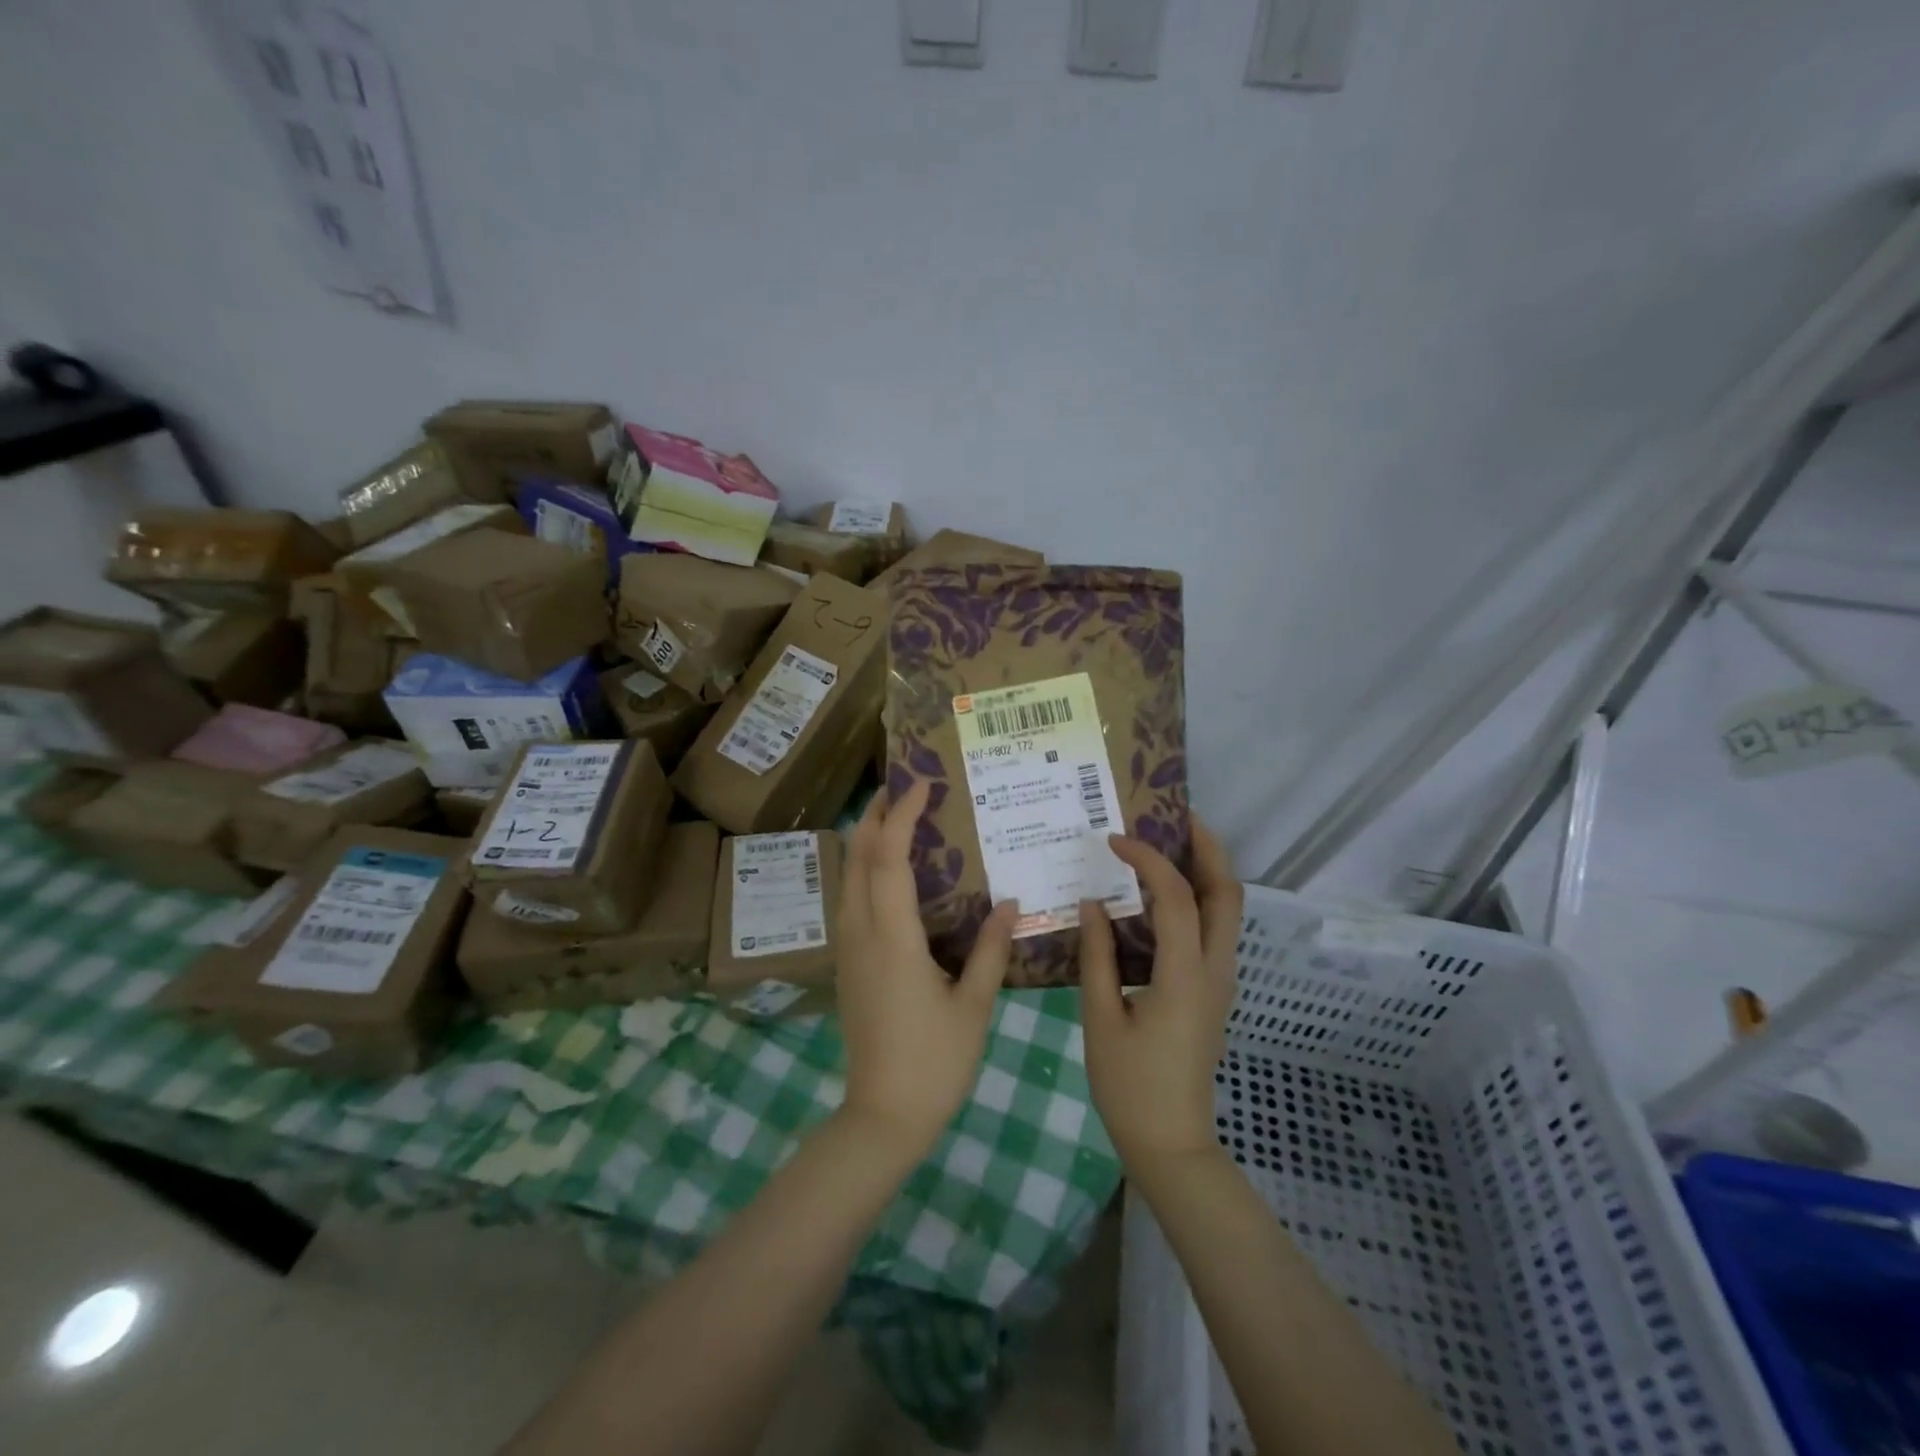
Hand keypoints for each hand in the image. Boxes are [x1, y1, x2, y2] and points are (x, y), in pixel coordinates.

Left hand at [836, 781, 1016, 1157]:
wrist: (882, 1116)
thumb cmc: (934, 1061)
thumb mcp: (974, 1005)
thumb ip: (992, 949)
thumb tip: (1010, 903)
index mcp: (894, 937)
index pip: (889, 858)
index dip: (902, 816)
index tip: (922, 786)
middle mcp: (862, 933)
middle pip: (857, 857)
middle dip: (875, 816)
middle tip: (903, 789)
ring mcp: (848, 948)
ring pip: (847, 877)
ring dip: (865, 840)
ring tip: (893, 819)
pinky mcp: (847, 964)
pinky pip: (849, 899)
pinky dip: (863, 870)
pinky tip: (886, 874)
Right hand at [1079, 818, 1242, 1171]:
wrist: (1172, 1144)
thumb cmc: (1130, 1086)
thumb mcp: (1101, 1018)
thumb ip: (1097, 955)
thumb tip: (1092, 903)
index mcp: (1184, 975)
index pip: (1175, 897)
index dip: (1147, 859)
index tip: (1114, 840)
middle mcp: (1215, 970)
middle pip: (1228, 892)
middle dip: (1208, 847)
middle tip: (1175, 816)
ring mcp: (1221, 981)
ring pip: (1228, 909)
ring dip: (1206, 869)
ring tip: (1167, 844)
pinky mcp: (1214, 990)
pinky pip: (1213, 929)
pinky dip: (1197, 898)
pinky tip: (1159, 897)